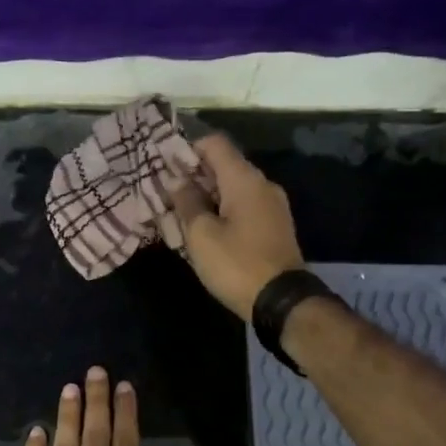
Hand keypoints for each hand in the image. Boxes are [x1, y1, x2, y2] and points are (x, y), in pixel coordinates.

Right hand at [168, 134, 304, 318]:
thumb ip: (186, 202)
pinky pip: (244, 207)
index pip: (214, 144)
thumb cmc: (236, 264)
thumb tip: (177, 180)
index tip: (164, 166)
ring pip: (233, 189)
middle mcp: (262, 185)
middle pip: (224, 165)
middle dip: (194, 175)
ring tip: (181, 213)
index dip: (187, 149)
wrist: (281, 301)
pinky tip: (205, 229)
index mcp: (245, 180)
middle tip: (166, 192)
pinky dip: (223, 210)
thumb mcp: (201, 235)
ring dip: (207, 196)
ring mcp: (272, 206)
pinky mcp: (274, 226)